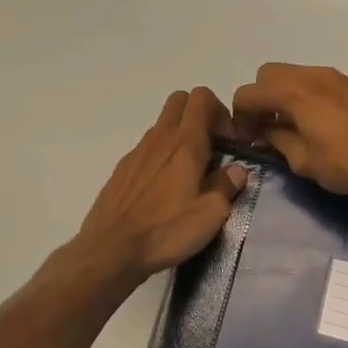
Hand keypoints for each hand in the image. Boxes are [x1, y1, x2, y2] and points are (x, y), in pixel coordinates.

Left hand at [73, 88, 249, 283]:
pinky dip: (161, 156)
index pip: (202, 97)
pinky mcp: (122, 169)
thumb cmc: (166, 230)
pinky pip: (147, 148)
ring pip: (163, 125)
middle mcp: (160, 138)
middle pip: (180, 100)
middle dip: (200, 114)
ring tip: (190, 173)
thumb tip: (237, 170)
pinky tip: (164, 189)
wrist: (111, 249)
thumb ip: (227, 186)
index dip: (221, 111)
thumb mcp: (211, 214)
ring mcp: (137, 151)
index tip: (230, 141)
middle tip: (212, 147)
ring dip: (180, 136)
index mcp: (185, 143)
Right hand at [229, 64, 347, 201]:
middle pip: (269, 74)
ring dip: (285, 95)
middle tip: (266, 127)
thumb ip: (277, 140)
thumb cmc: (346, 163)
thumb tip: (265, 131)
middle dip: (261, 98)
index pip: (248, 93)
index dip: (239, 116)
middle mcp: (312, 74)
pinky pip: (318, 81)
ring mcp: (336, 76)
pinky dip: (308, 95)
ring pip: (296, 75)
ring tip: (293, 126)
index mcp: (293, 91)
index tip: (247, 139)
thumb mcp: (303, 161)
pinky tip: (321, 123)